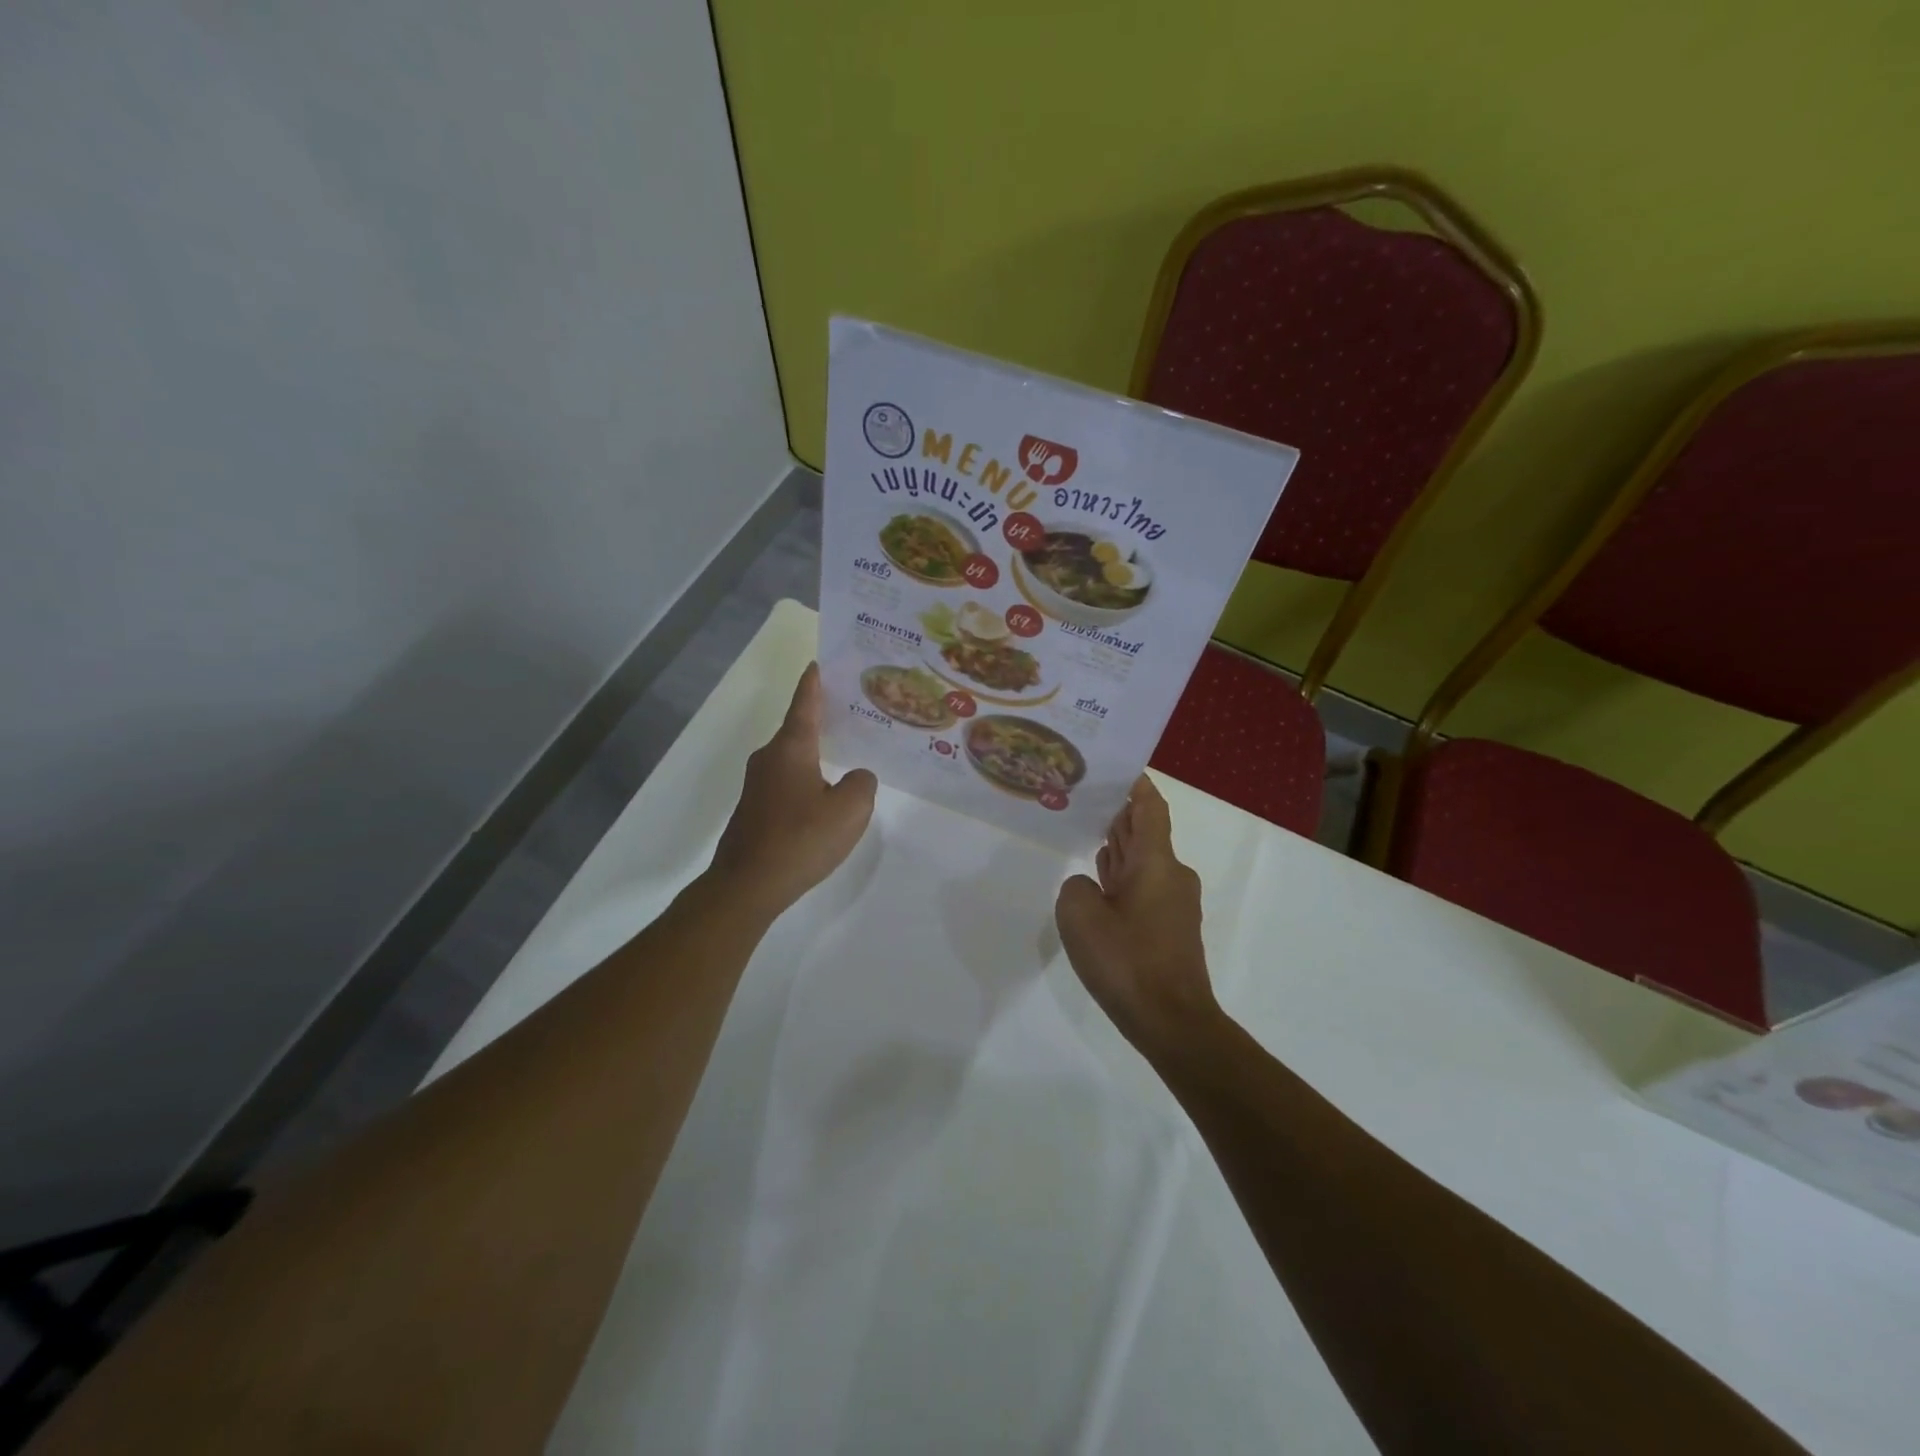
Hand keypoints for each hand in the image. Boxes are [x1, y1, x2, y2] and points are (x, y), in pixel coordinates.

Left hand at [709, 663, 876, 920]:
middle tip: (851, 714)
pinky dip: (807, 782)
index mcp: (791, 749)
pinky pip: (787, 784)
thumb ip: (862, 784)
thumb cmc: (801, 839)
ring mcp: (758, 786)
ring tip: (844, 758)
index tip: (817, 664)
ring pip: (793, 760)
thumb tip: (855, 777)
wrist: (748, 885)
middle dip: (822, 721)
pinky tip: (823, 800)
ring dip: (815, 756)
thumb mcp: (850, 809)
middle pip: (798, 731)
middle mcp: (770, 759)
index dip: (813, 684)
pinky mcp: (755, 810)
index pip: (805, 705)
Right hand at [1055, 775, 1220, 1056]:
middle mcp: (1171, 875)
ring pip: (1143, 862)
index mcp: (1156, 862)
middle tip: (1084, 798)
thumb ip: (1076, 886)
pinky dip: (1122, 878)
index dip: (1136, 784)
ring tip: (1084, 832)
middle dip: (1118, 814)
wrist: (1172, 1022)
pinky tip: (1097, 883)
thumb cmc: (1127, 960)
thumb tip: (1089, 888)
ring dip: (1118, 848)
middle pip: (1145, 832)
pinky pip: (1143, 888)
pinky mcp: (1169, 929)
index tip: (1117, 767)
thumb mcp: (1080, 915)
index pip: (1150, 808)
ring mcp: (1173, 904)